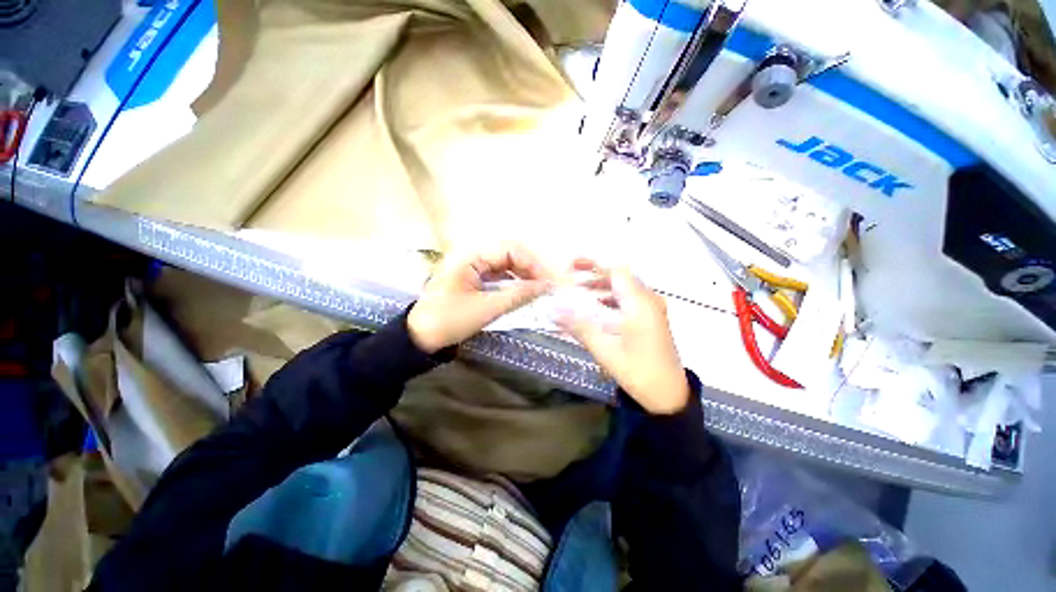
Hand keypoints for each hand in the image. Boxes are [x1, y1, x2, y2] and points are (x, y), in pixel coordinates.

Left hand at [408, 245, 550, 352]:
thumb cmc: (448, 320)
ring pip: (505, 265)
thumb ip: (517, 296)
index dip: (532, 264)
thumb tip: (544, 287)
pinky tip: (521, 293)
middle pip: (509, 255)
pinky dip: (512, 283)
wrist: (418, 338)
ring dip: (522, 276)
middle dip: (529, 269)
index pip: (510, 250)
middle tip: (544, 287)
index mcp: (471, 256)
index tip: (546, 282)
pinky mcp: (472, 279)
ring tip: (536, 291)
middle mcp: (472, 256)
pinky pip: (498, 276)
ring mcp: (472, 267)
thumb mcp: (485, 309)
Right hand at [557, 260, 689, 413]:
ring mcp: (653, 309)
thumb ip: (579, 328)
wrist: (670, 395)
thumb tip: (554, 311)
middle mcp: (648, 300)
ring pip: (626, 287)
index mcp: (639, 304)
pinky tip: (600, 305)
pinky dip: (614, 296)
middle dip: (595, 272)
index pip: (616, 271)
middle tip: (572, 274)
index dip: (594, 263)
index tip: (572, 265)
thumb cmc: (638, 372)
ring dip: (604, 284)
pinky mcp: (652, 317)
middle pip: (621, 276)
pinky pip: (631, 298)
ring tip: (581, 288)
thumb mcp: (605, 351)